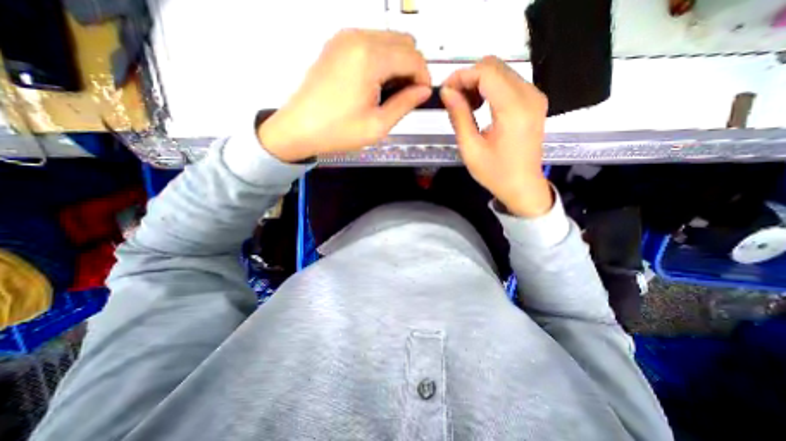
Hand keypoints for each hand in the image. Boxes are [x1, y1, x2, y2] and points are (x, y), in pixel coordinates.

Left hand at [257, 29, 428, 163]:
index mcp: (369, 58)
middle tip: (406, 96)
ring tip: (390, 93)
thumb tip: (423, 91)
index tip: (422, 96)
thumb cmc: (337, 131)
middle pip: (403, 42)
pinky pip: (371, 44)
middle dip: (412, 68)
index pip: (413, 56)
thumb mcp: (378, 125)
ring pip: (388, 41)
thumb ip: (405, 104)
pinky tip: (376, 84)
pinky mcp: (337, 45)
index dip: (423, 77)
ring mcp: (344, 38)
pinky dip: (381, 60)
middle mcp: (357, 38)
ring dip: (397, 64)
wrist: (299, 129)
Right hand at [441, 55, 551, 215]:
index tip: (445, 90)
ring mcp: (535, 97)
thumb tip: (447, 92)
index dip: (462, 76)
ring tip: (466, 106)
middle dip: (469, 78)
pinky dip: (491, 89)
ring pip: (502, 72)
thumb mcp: (471, 148)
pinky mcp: (534, 101)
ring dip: (479, 83)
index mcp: (513, 109)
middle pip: (494, 66)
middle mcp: (529, 96)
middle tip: (453, 100)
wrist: (523, 186)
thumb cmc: (495, 173)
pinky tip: (481, 107)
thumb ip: (459, 116)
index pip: (486, 72)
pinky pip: (509, 82)